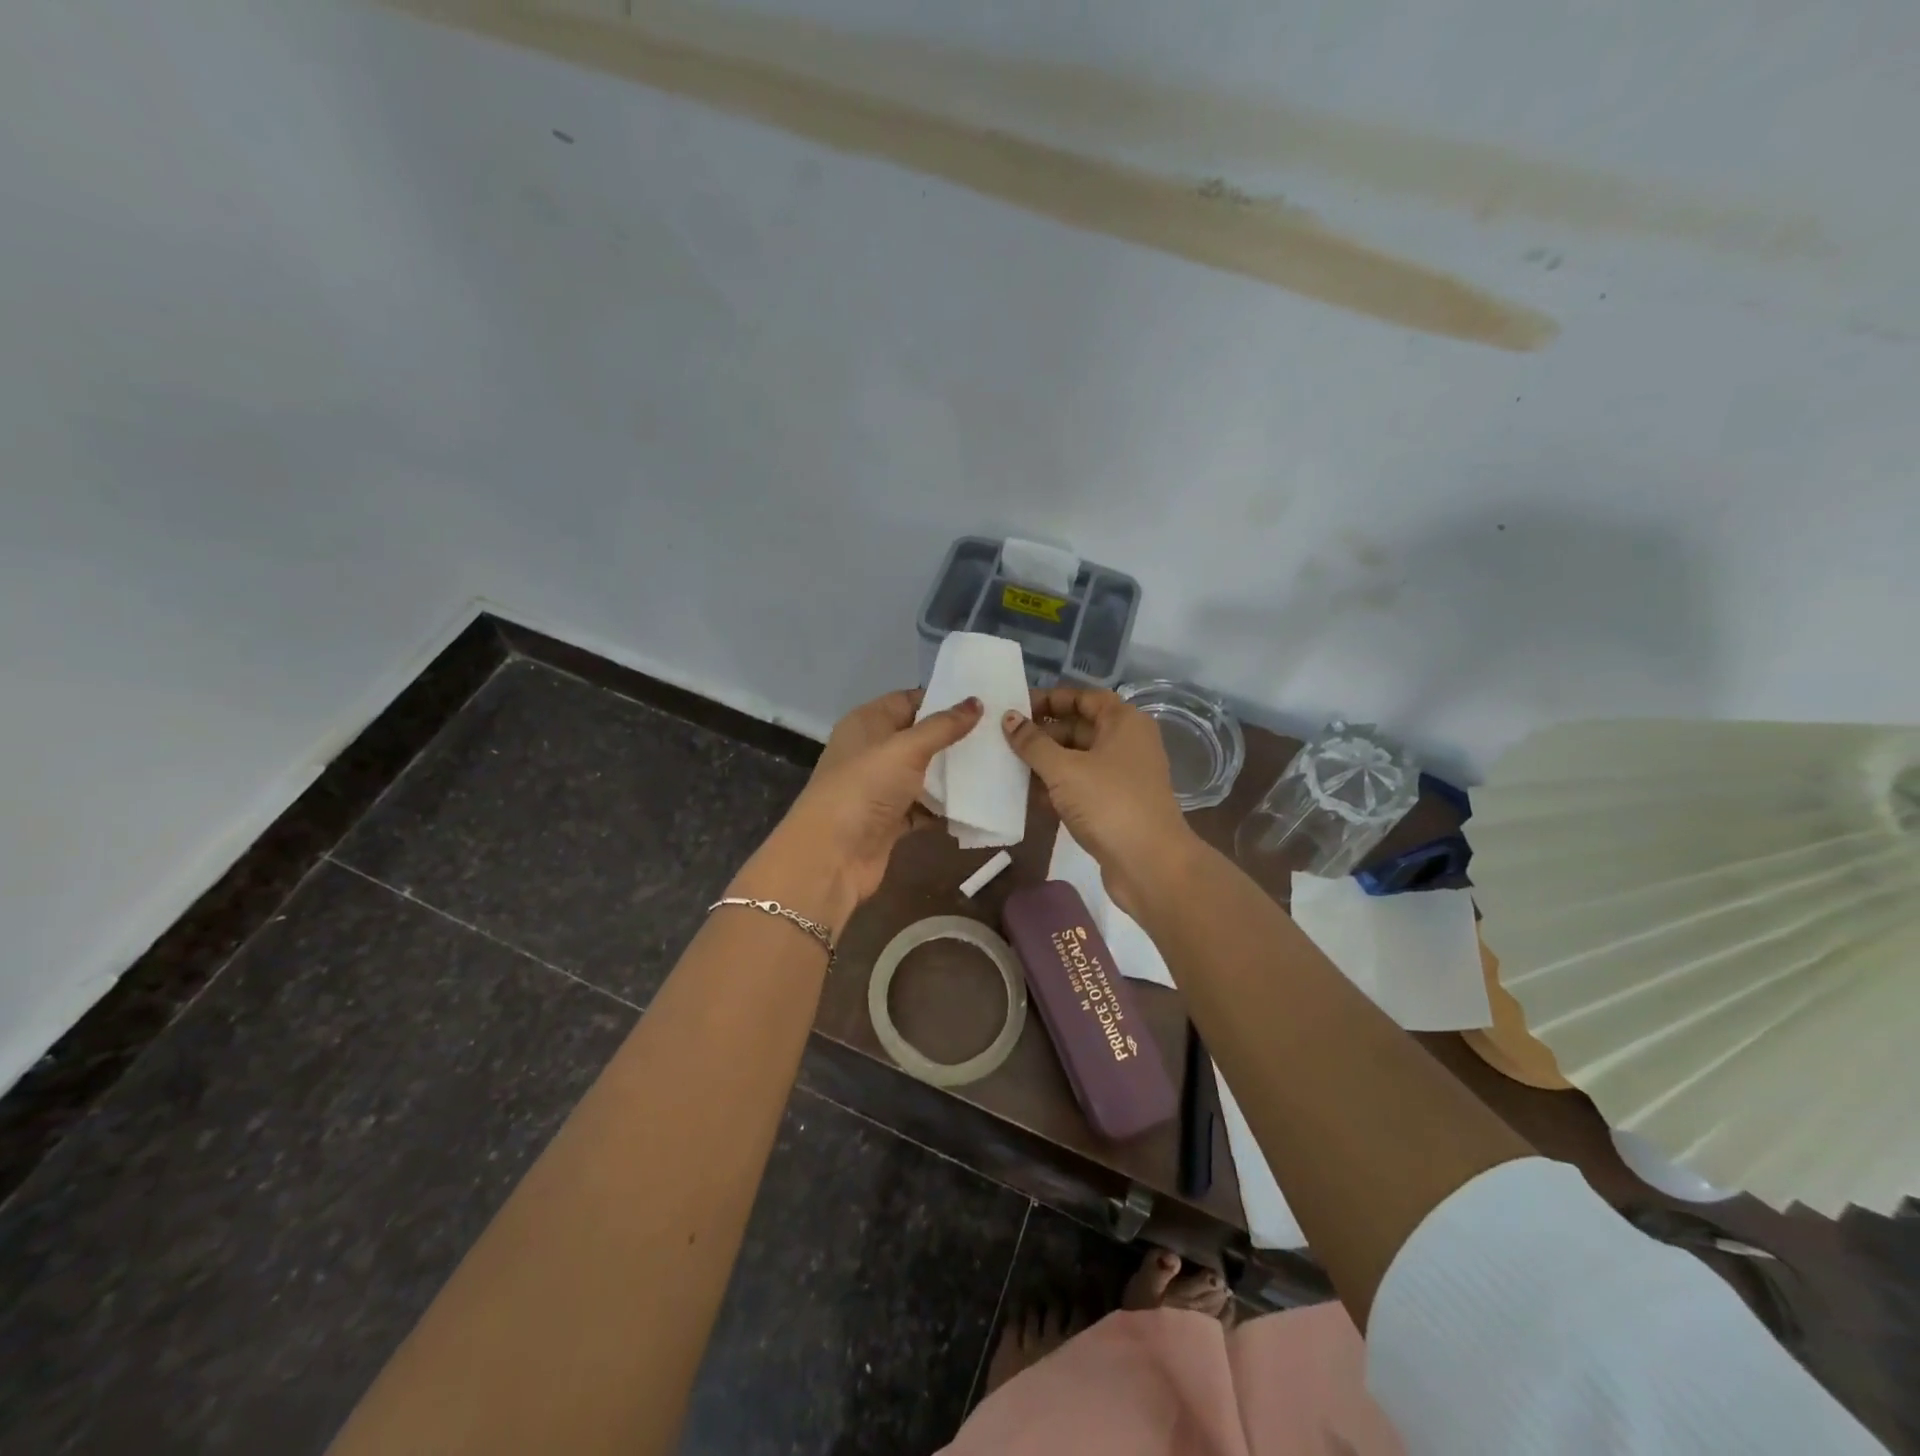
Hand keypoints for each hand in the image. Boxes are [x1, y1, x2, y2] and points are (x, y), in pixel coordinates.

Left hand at [734, 690, 982, 934]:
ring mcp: (880, 788)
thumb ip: (943, 726)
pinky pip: (924, 807)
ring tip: (996, 765)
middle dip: (954, 738)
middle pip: (918, 738)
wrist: (833, 854)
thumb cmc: (866, 787)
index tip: (981, 702)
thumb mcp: (907, 748)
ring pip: (923, 774)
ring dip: (952, 774)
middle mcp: (872, 752)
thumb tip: (976, 702)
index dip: (941, 699)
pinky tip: (977, 803)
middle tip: (997, 734)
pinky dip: (945, 807)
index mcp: (867, 723)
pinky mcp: (890, 820)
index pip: (908, 701)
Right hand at [1003, 687, 1199, 916]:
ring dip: (1045, 763)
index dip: (1050, 699)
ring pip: (1077, 760)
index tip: (1016, 708)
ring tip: (1007, 766)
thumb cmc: (1108, 803)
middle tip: (1003, 739)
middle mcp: (1127, 743)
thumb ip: (1033, 743)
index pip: (1083, 697)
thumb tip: (1009, 717)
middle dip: (1042, 733)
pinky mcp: (1115, 805)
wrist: (1149, 864)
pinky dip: (1057, 788)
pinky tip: (1027, 796)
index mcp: (1123, 722)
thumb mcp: (1064, 769)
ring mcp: (1122, 776)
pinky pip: (1080, 786)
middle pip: (1079, 727)